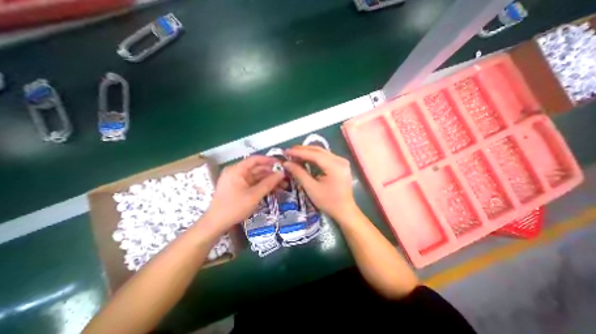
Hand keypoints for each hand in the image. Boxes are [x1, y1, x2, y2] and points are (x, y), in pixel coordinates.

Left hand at [205, 155, 282, 227]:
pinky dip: (263, 186)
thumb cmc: (234, 207)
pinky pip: (254, 184)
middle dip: (272, 173)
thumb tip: (282, 173)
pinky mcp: (240, 188)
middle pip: (257, 169)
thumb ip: (269, 183)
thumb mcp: (254, 195)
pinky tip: (274, 190)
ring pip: (257, 177)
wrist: (216, 224)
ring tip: (284, 185)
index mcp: (237, 170)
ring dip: (270, 181)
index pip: (255, 160)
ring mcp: (238, 181)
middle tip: (286, 177)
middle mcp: (237, 172)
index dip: (269, 160)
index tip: (282, 164)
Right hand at [284, 146, 357, 221]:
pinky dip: (314, 157)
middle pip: (319, 150)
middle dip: (303, 150)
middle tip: (289, 152)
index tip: (286, 151)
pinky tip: (305, 158)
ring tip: (295, 154)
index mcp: (335, 166)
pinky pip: (325, 156)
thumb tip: (286, 163)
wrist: (344, 210)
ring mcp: (342, 161)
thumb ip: (299, 173)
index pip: (314, 154)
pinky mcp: (341, 164)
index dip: (299, 152)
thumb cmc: (328, 202)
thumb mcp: (311, 188)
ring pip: (322, 152)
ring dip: (308, 152)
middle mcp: (340, 160)